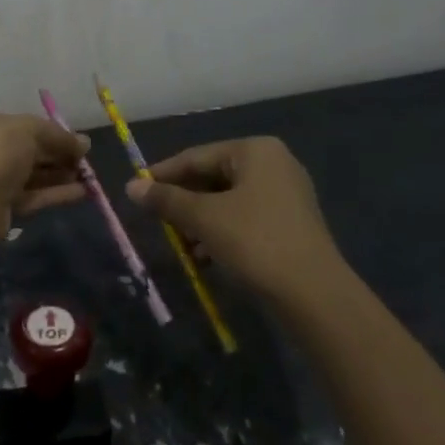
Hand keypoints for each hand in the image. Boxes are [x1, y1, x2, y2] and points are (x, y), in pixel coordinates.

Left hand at [0, 107, 87, 222]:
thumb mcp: (27, 128)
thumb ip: (56, 134)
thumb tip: (84, 143)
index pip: (8, 121)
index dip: (41, 128)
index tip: (68, 137)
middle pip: (18, 148)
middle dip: (53, 153)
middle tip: (83, 158)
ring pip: (23, 174)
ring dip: (55, 174)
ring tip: (87, 176)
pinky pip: (25, 196)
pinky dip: (50, 193)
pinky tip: (80, 193)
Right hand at [124, 137, 340, 302]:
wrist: (313, 294)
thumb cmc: (254, 241)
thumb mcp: (204, 218)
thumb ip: (166, 200)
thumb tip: (130, 187)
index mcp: (255, 150)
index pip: (196, 156)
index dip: (163, 174)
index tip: (136, 190)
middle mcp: (274, 164)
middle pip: (213, 177)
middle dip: (183, 201)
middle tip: (157, 220)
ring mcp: (286, 194)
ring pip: (227, 200)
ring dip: (199, 220)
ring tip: (180, 244)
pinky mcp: (290, 223)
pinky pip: (245, 218)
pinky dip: (221, 232)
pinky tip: (205, 256)